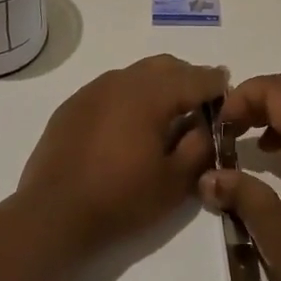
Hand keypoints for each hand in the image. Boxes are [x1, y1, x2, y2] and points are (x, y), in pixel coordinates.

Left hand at [19, 54, 228, 255]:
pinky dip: (130, 97)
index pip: (194, 77)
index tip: (228, 89)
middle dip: (188, 78)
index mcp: (151, 93)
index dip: (215, 83)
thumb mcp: (174, 181)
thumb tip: (205, 124)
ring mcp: (94, 89)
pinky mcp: (73, 104)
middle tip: (200, 104)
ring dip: (158, 85)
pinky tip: (129, 125)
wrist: (52, 213)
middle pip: (165, 66)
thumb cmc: (120, 198)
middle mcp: (122, 80)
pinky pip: (111, 88)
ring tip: (166, 115)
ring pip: (137, 73)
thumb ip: (199, 146)